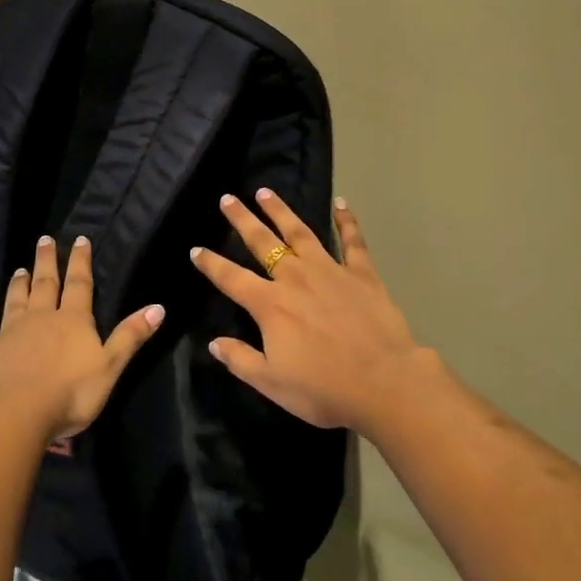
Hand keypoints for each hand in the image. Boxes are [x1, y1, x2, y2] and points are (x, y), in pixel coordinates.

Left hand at [0, 234, 162, 442]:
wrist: (11, 416)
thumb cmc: (68, 394)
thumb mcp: (109, 367)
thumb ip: (130, 337)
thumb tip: (158, 306)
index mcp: (71, 321)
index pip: (79, 284)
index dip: (80, 262)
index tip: (79, 239)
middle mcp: (39, 320)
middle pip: (44, 285)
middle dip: (46, 262)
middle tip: (44, 239)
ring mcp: (7, 337)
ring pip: (14, 304)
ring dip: (17, 287)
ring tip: (18, 270)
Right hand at [192, 192, 427, 432]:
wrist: (384, 382)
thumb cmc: (324, 388)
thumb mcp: (272, 384)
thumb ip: (240, 360)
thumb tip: (214, 343)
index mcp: (270, 305)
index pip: (231, 278)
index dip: (211, 264)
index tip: (196, 249)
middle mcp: (295, 278)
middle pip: (263, 242)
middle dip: (242, 220)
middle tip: (227, 198)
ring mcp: (330, 270)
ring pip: (300, 232)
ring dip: (281, 211)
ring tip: (265, 192)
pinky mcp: (361, 273)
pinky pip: (352, 240)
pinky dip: (346, 220)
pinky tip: (341, 203)